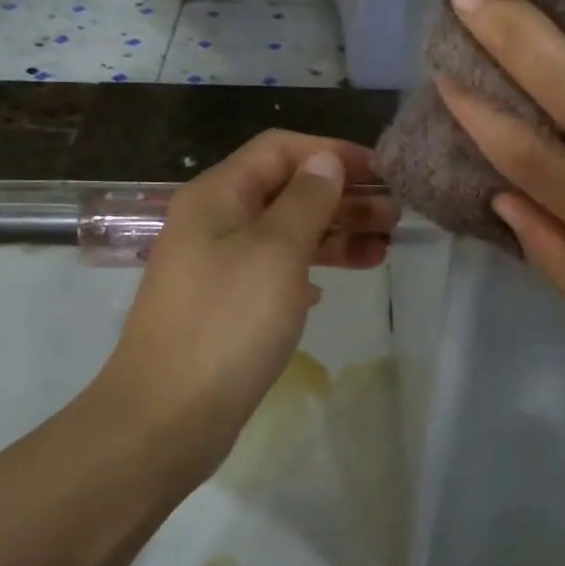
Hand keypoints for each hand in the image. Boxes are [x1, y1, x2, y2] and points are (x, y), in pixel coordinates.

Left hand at [95, 131, 395, 466]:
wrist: (169, 416)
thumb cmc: (228, 322)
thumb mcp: (276, 251)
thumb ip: (307, 200)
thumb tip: (326, 162)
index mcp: (218, 195)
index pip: (280, 149)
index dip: (333, 153)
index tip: (382, 172)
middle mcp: (214, 221)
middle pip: (286, 191)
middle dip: (342, 197)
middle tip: (395, 216)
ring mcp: (217, 266)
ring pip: (285, 234)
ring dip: (334, 235)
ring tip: (383, 250)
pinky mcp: (225, 305)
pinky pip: (274, 272)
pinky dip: (308, 270)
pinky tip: (331, 287)